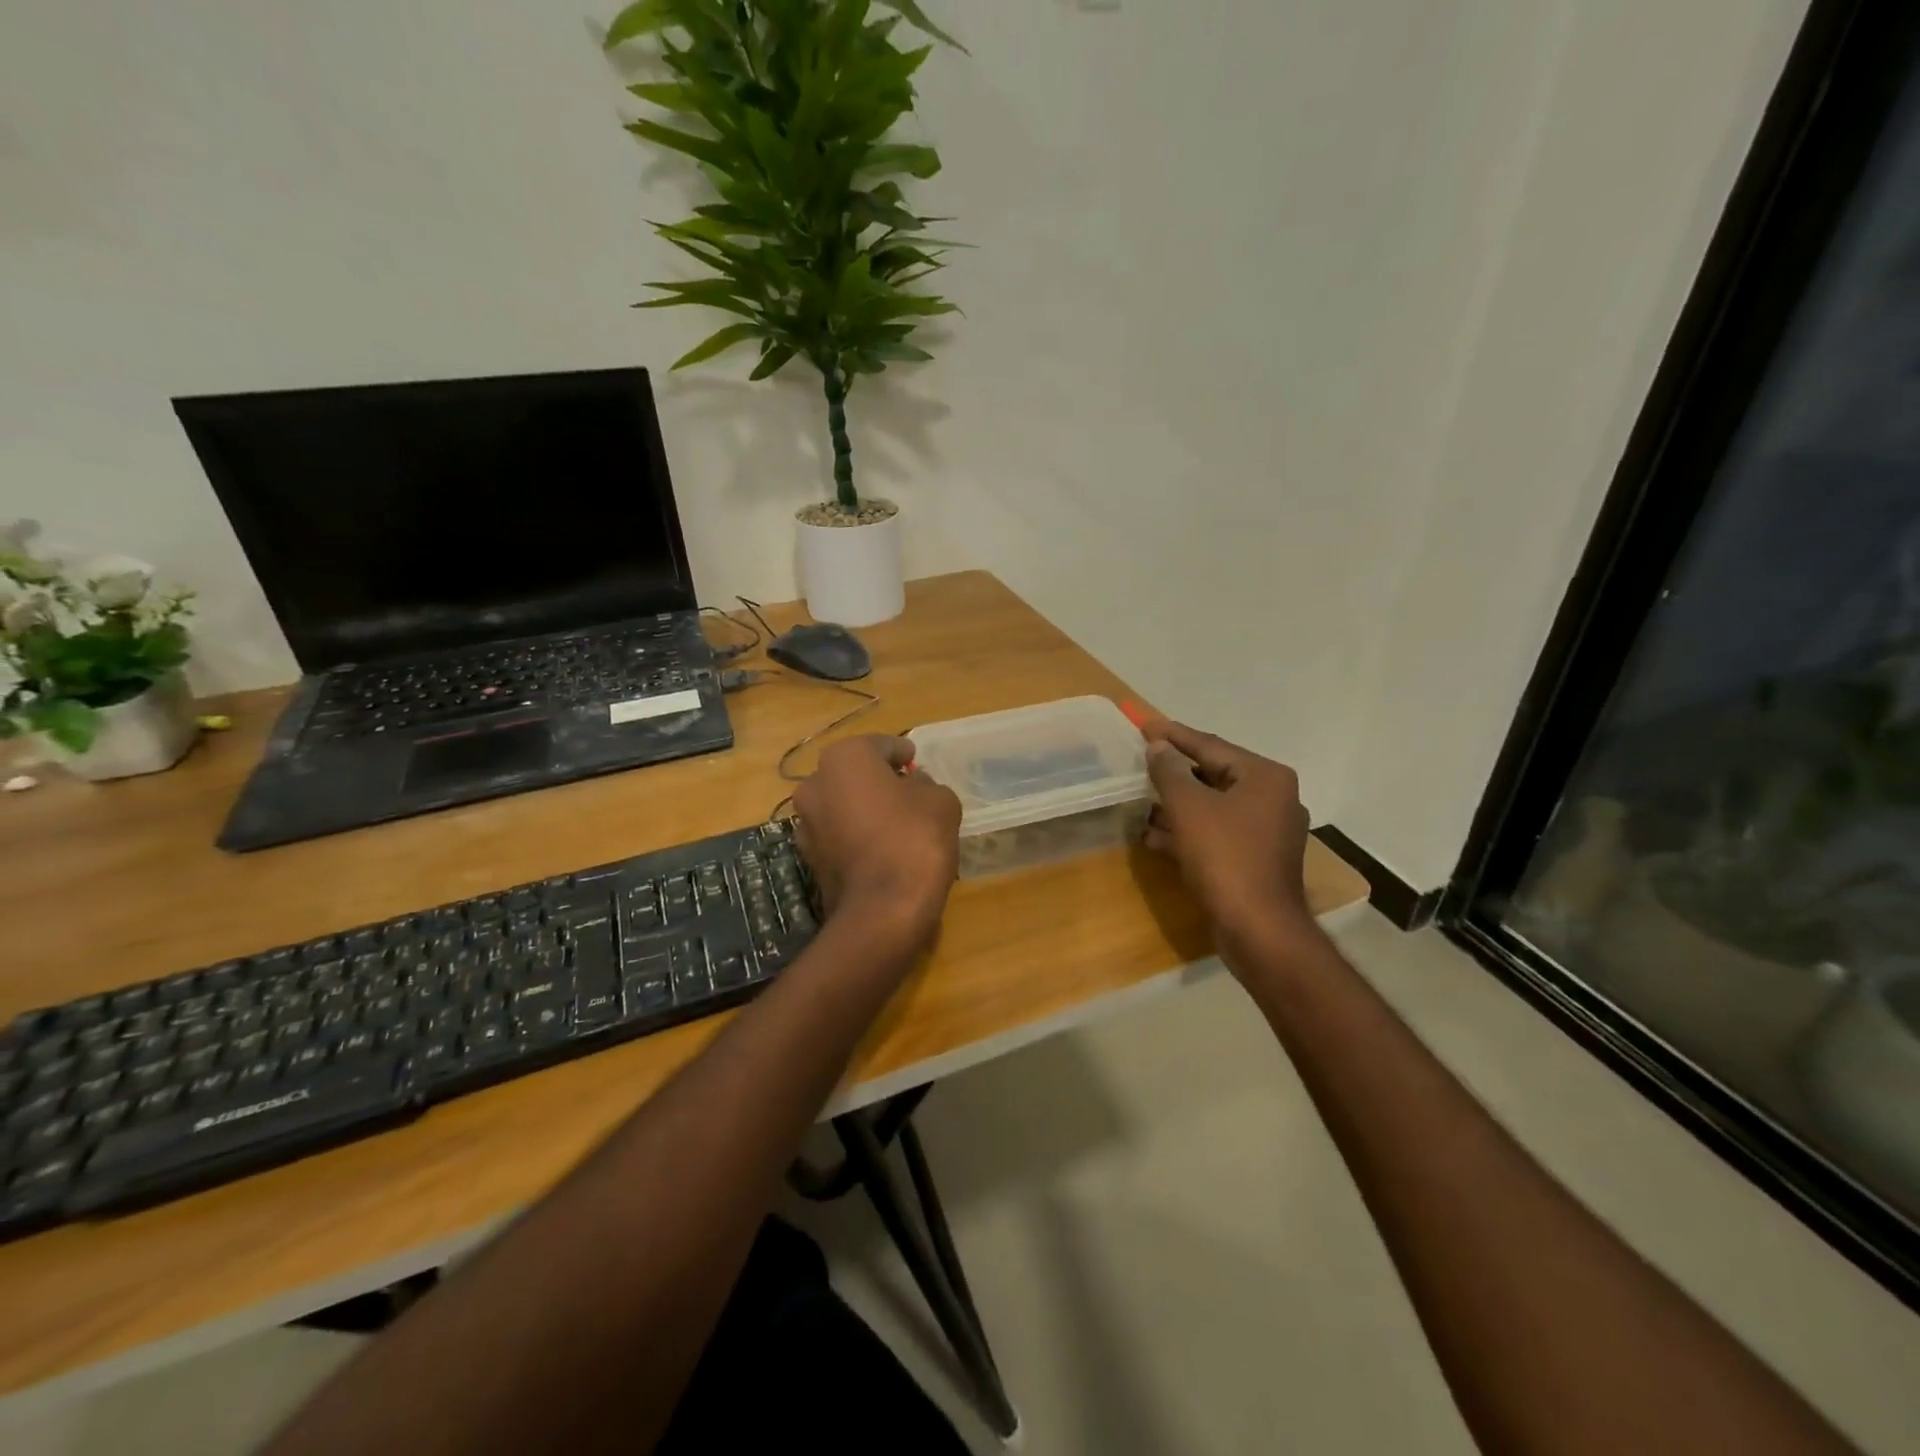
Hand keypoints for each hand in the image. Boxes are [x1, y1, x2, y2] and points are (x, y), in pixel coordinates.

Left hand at [793, 735, 961, 951]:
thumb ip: (926, 783)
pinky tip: (881, 848)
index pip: (881, 745)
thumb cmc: (914, 839)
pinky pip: (838, 834)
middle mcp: (814, 783)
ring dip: (864, 808)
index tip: (916, 762)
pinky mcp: (808, 858)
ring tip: (896, 822)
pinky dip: (855, 835)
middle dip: (879, 779)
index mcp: (844, 758)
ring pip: (842, 804)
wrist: (883, 910)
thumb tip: (914, 786)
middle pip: (854, 774)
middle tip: (909, 792)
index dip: (902, 753)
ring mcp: (805, 823)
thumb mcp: (940, 799)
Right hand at [1142, 721, 1316, 956]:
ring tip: (1140, 800)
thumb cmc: (1225, 857)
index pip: (1211, 745)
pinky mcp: (1256, 860)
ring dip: (1176, 805)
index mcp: (1265, 777)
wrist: (1258, 929)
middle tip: (1140, 762)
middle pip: (1213, 775)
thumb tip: (1158, 747)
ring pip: (1213, 808)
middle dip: (1174, 773)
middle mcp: (1273, 798)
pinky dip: (1187, 832)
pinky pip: (1216, 834)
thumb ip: (1170, 771)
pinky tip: (1153, 836)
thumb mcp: (1189, 808)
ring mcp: (1267, 832)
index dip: (1174, 736)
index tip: (1143, 725)